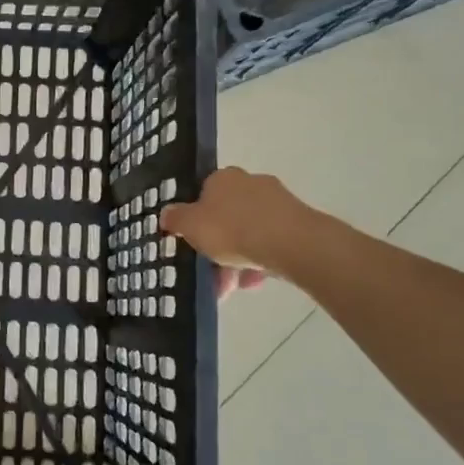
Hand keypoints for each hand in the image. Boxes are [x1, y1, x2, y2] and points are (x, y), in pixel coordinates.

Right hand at [160, 167, 327, 289]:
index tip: (192, 241)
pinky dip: (259, 261)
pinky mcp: (297, 222)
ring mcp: (277, 202)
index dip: (195, 218)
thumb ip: (175, 219)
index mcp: (222, 178)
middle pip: (226, 216)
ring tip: (232, 286)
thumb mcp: (190, 226)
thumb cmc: (232, 229)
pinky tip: (254, 282)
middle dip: (217, 246)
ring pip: (249, 232)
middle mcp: (250, 183)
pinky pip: (270, 242)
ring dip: (237, 259)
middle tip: (210, 271)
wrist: (291, 243)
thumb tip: (166, 214)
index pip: (203, 193)